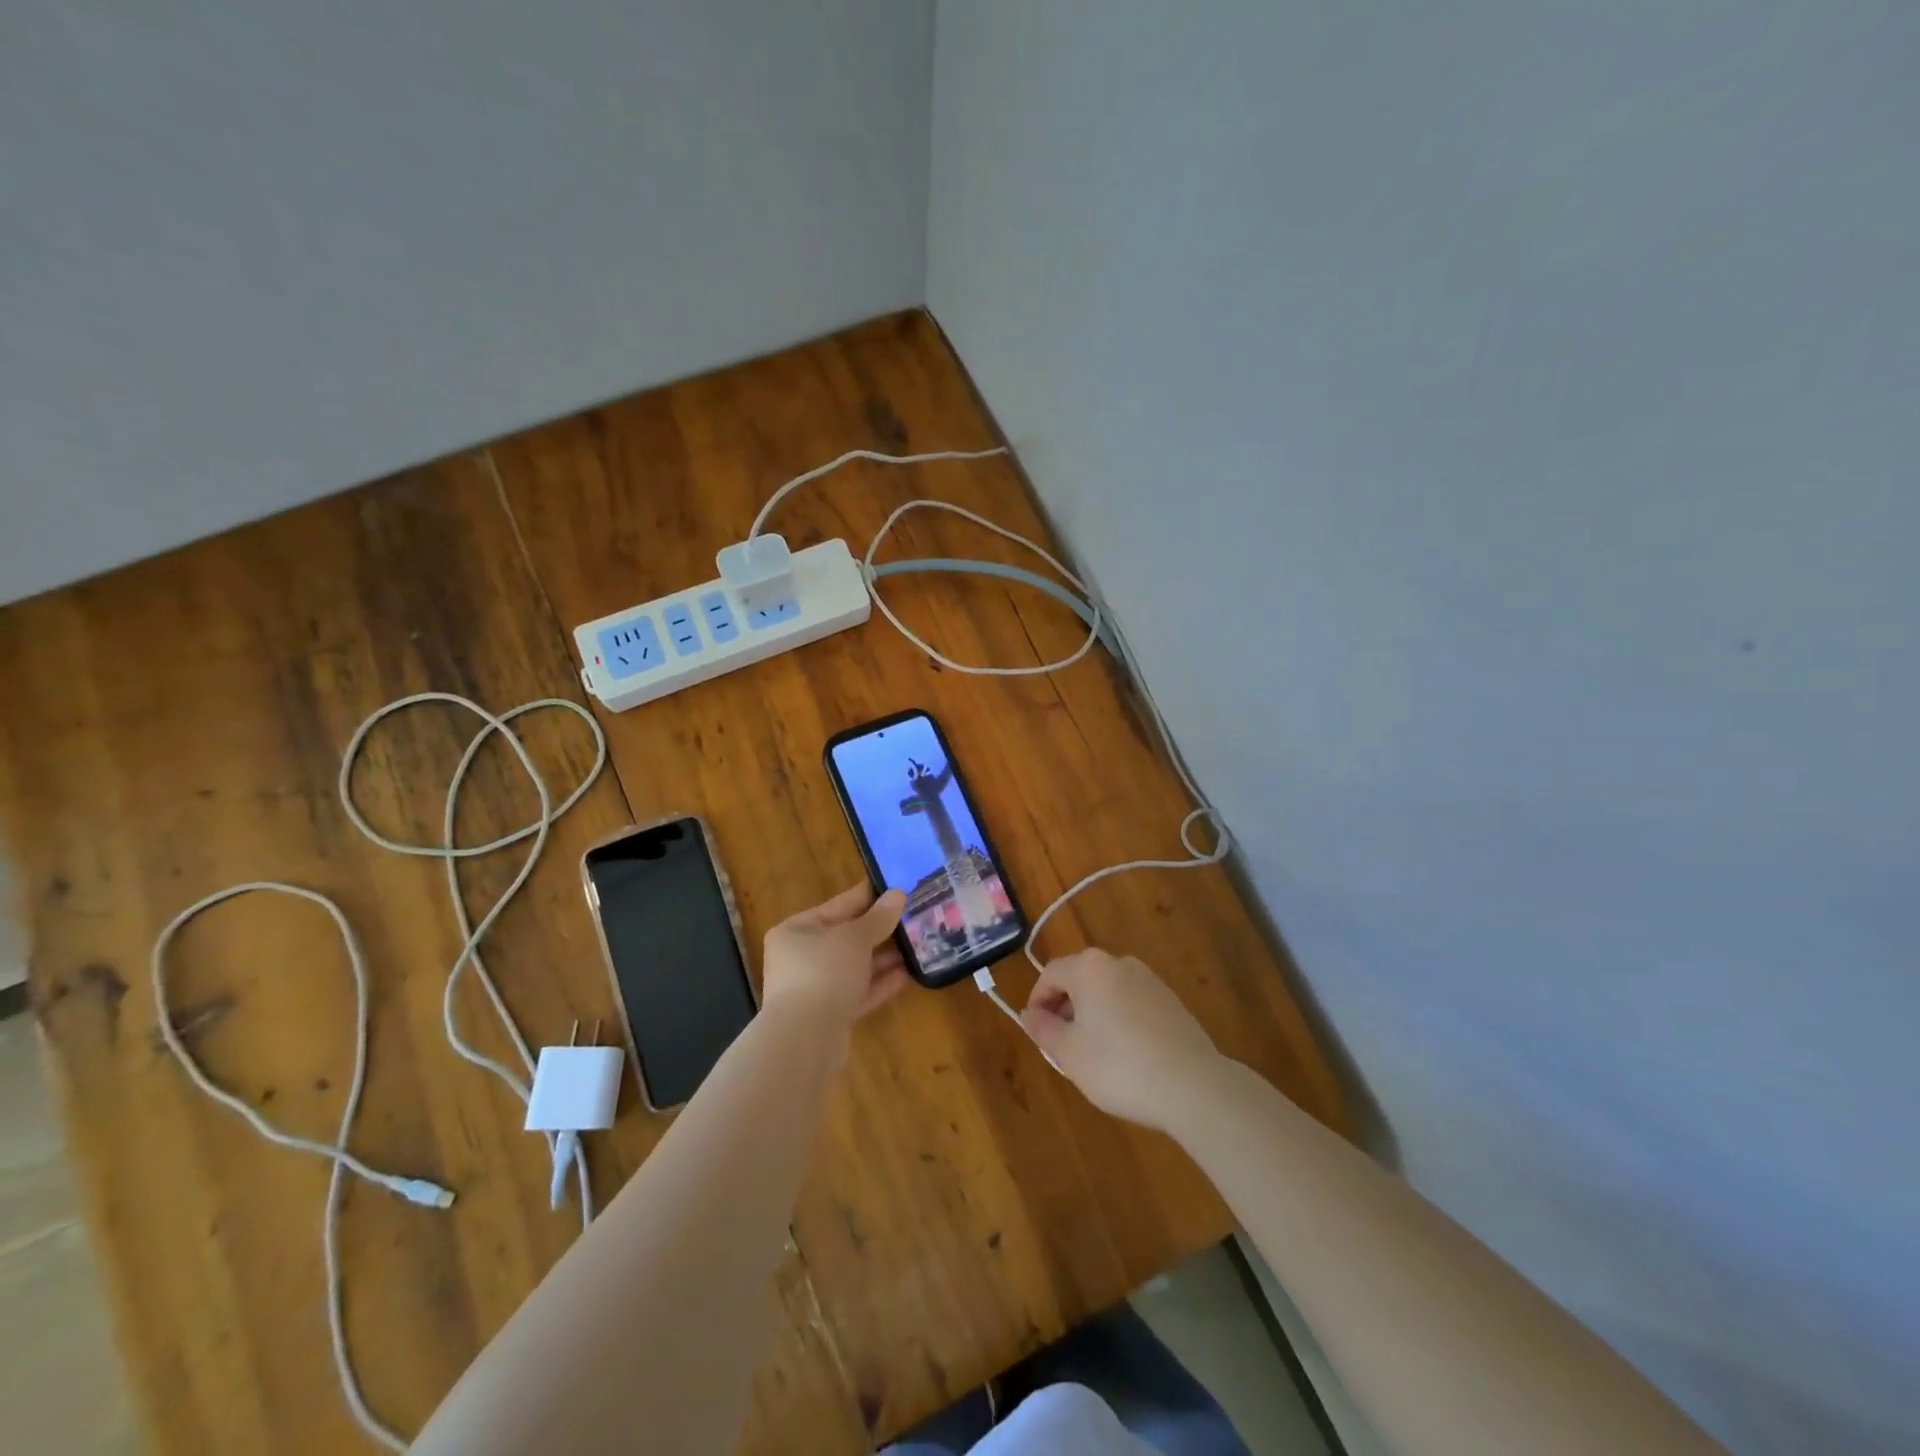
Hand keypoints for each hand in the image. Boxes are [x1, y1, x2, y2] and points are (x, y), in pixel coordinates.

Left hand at [761, 884, 909, 1028]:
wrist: (805, 1038)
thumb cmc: (824, 972)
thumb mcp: (855, 937)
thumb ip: (878, 917)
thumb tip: (897, 894)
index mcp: (796, 930)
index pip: (838, 905)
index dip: (868, 896)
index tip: (896, 887)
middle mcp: (800, 957)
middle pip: (845, 937)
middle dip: (879, 930)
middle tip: (912, 917)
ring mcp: (812, 988)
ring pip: (853, 966)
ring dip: (882, 958)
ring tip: (915, 946)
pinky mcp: (828, 1015)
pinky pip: (857, 992)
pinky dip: (879, 983)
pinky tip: (907, 974)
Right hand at [1021, 949, 1223, 1130]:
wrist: (1192, 1085)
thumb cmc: (1119, 1066)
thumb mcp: (1068, 1053)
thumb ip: (1043, 1028)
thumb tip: (1030, 1013)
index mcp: (1090, 968)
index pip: (1050, 974)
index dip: (1037, 1001)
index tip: (1037, 1032)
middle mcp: (1120, 963)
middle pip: (1080, 978)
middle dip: (1065, 1008)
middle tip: (1062, 1046)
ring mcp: (1149, 980)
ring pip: (1107, 991)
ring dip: (1092, 1015)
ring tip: (1093, 1054)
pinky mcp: (1171, 1001)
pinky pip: (1131, 1003)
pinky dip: (1119, 1020)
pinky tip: (1126, 1056)